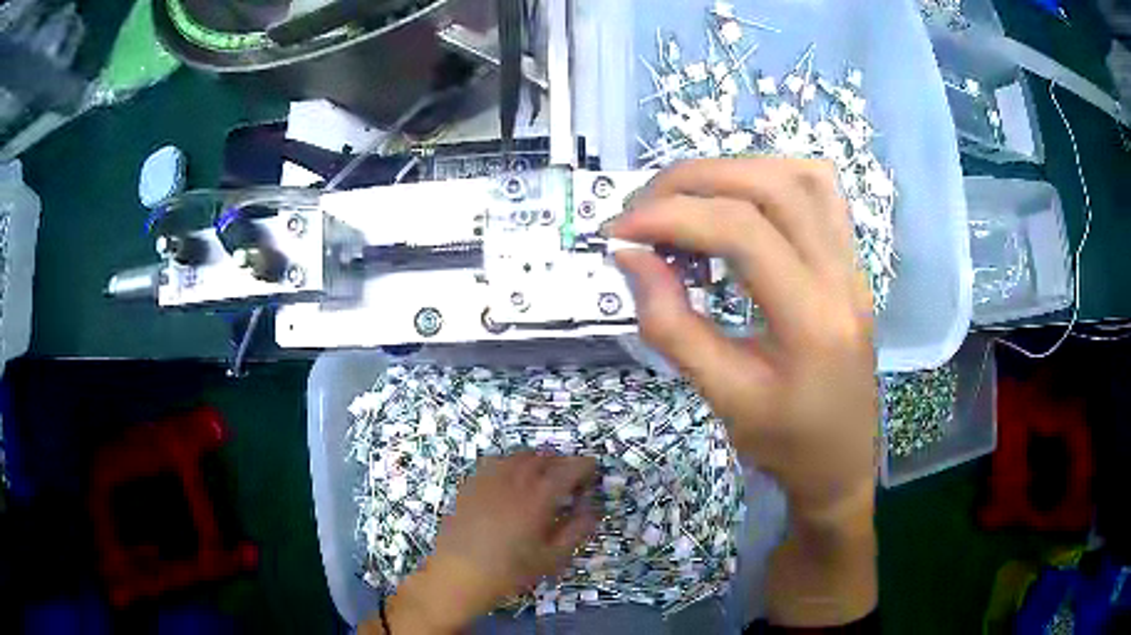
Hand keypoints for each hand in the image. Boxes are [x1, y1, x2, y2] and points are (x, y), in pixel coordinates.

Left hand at [377, 453, 597, 633]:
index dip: (583, 465)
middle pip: (542, 458)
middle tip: (570, 474)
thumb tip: (592, 511)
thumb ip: (575, 531)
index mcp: (537, 499)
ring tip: (543, 474)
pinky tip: (511, 479)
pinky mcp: (470, 486)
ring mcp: (488, 481)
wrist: (458, 575)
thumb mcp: (551, 558)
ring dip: (536, 460)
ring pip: (517, 456)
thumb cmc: (510, 572)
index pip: (567, 470)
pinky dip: (510, 463)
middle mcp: (514, 482)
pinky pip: (494, 463)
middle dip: (560, 461)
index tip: (593, 468)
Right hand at [609, 158, 877, 520]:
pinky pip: (821, 191)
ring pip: (799, 175)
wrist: (842, 458)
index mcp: (812, 320)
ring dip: (732, 171)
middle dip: (693, 181)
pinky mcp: (852, 260)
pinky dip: (772, 175)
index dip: (671, 216)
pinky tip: (740, 196)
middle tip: (641, 207)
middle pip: (770, 186)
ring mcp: (853, 263)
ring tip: (684, 197)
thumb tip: (630, 257)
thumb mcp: (723, 398)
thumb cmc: (786, 442)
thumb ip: (672, 326)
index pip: (742, 232)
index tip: (619, 232)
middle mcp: (842, 276)